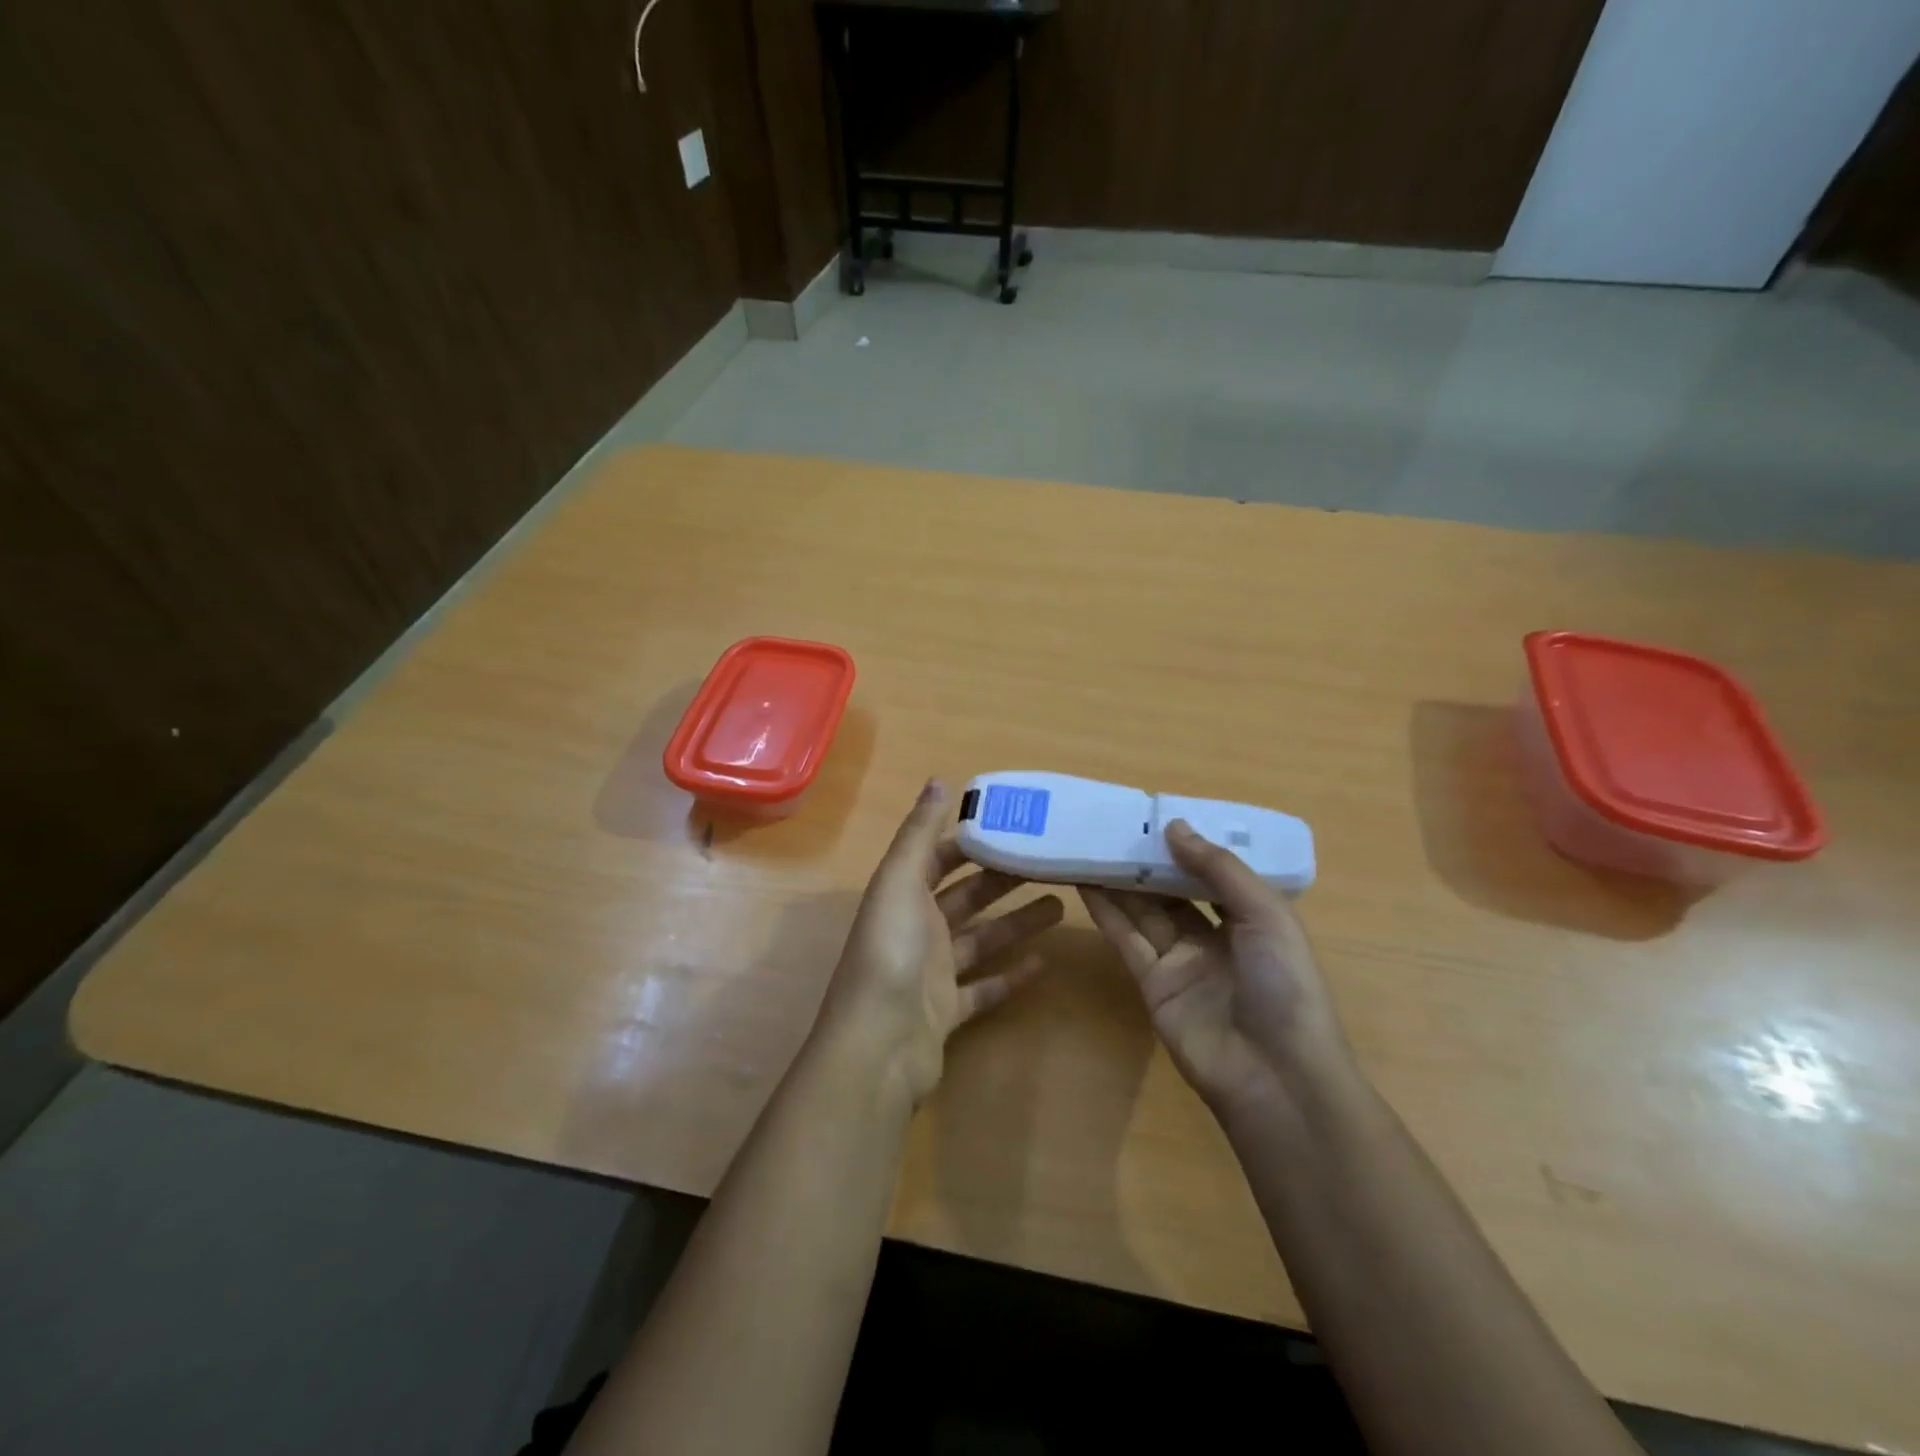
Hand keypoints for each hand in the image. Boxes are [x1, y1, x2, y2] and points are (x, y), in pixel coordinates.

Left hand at [816, 780, 1064, 1102]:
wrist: (878, 1046)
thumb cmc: (890, 953)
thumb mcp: (900, 881)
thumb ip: (919, 833)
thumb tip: (938, 779)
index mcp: (903, 895)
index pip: (940, 858)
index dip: (972, 841)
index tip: (1014, 826)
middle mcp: (916, 929)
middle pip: (967, 897)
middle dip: (1004, 879)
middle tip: (1051, 863)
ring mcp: (932, 973)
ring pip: (982, 939)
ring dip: (1017, 923)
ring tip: (1061, 905)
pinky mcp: (948, 1012)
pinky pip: (985, 989)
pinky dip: (1011, 976)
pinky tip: (1044, 963)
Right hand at [1081, 820, 1353, 1119]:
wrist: (1275, 1076)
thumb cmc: (1284, 986)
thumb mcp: (1265, 915)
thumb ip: (1218, 869)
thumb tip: (1174, 826)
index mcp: (1253, 919)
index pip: (1215, 873)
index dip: (1188, 847)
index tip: (1156, 815)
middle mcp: (1216, 937)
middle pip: (1174, 891)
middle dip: (1147, 861)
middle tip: (1113, 825)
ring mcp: (1182, 962)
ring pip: (1145, 911)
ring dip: (1120, 880)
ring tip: (1090, 845)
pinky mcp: (1153, 985)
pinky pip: (1127, 940)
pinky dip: (1107, 912)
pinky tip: (1085, 883)